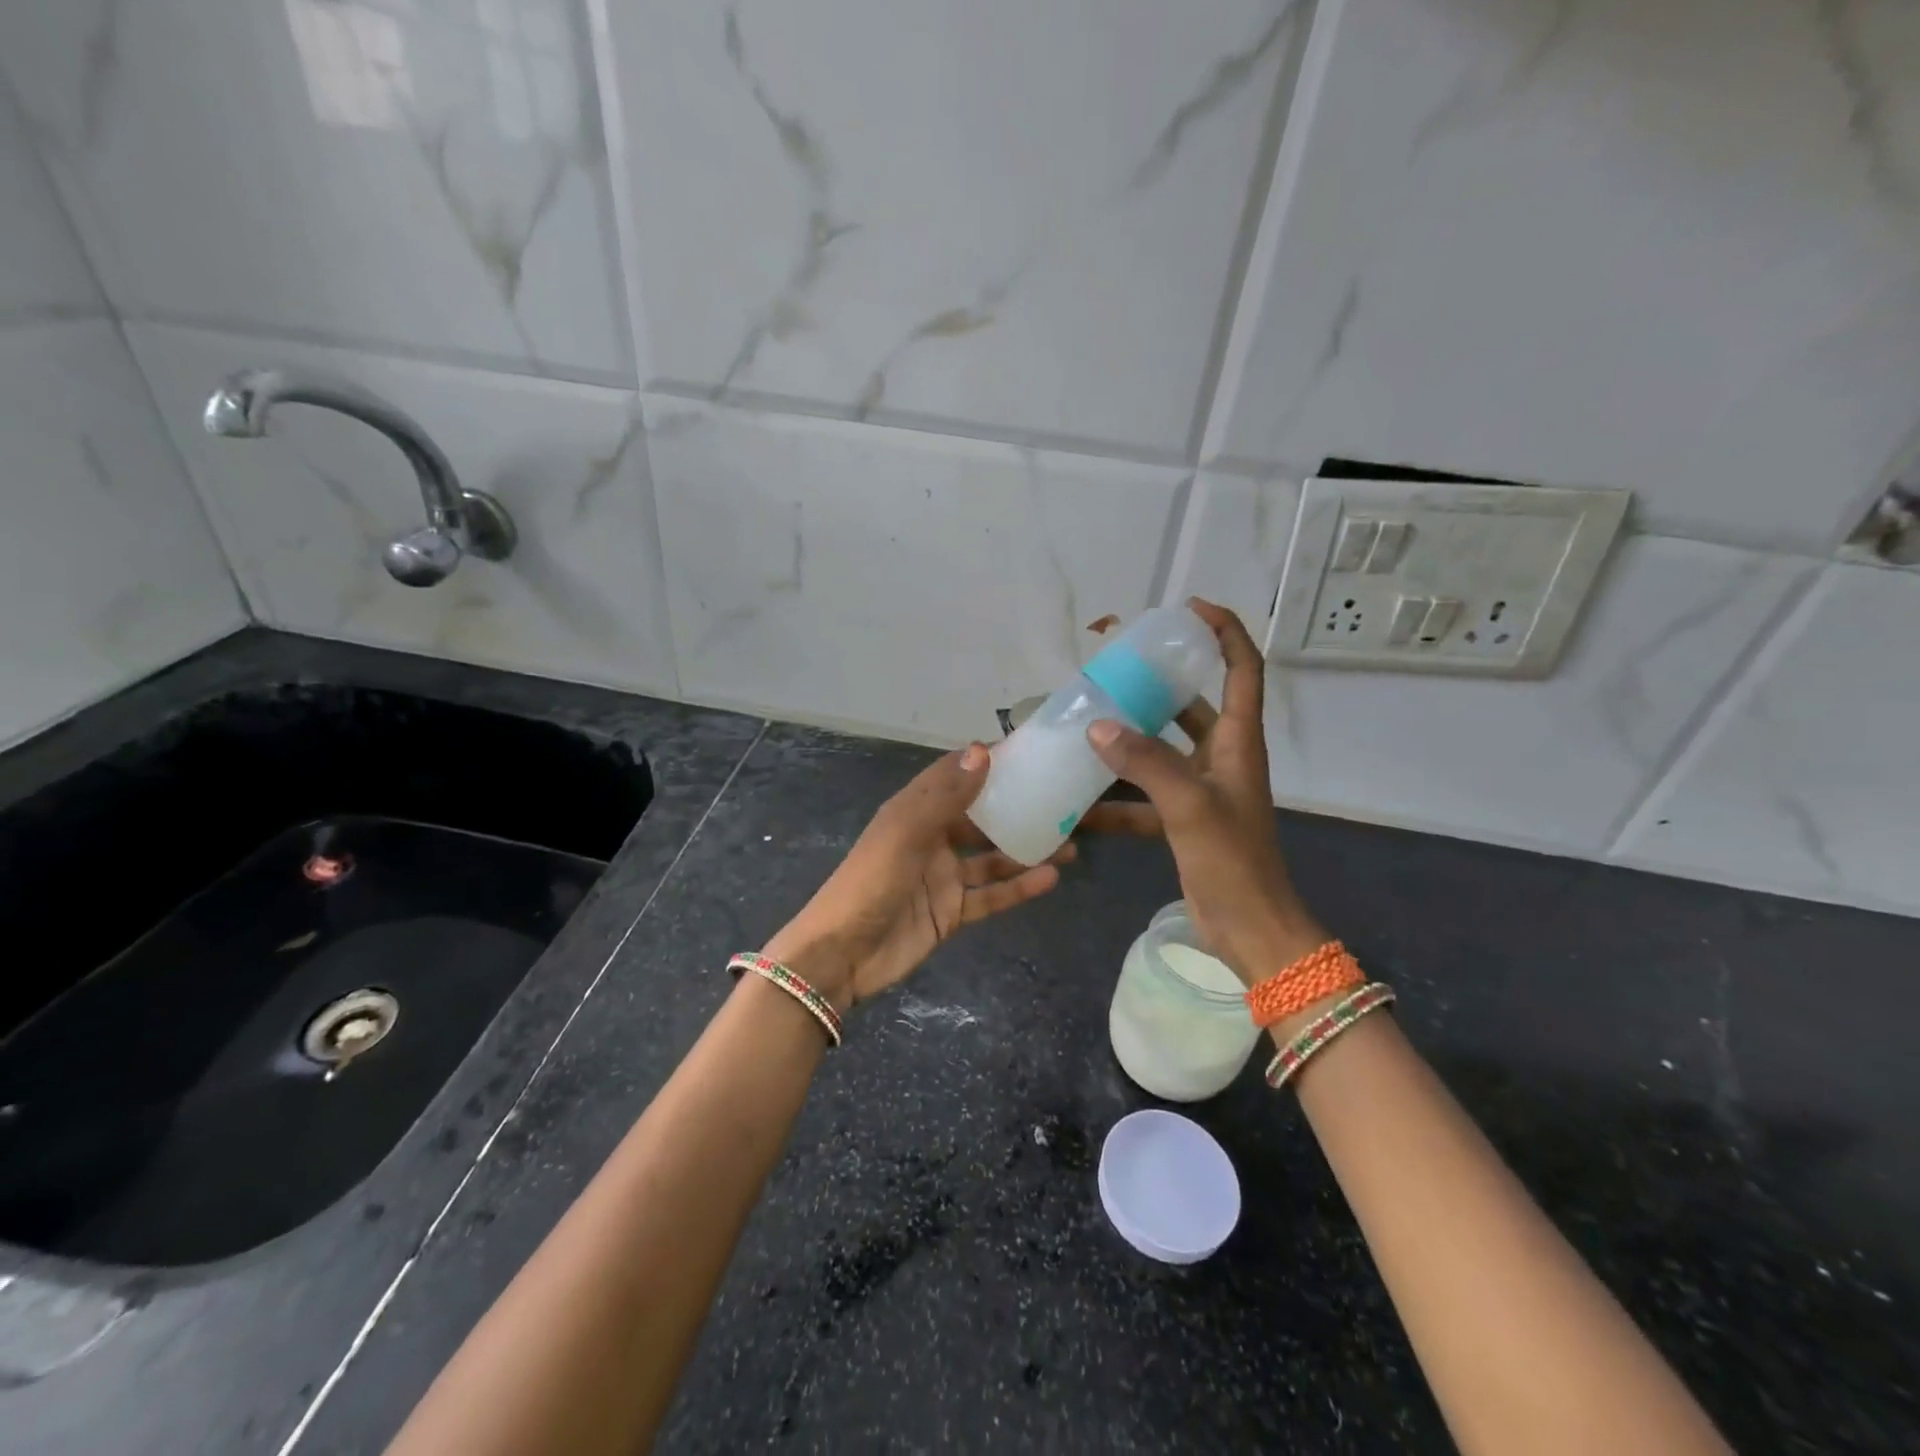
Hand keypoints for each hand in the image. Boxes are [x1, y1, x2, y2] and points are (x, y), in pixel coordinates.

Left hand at [763, 743, 1072, 1010]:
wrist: (841, 956)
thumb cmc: (870, 883)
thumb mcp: (905, 832)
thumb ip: (946, 796)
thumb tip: (983, 749)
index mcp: (915, 810)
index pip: (956, 776)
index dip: (988, 762)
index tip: (1032, 753)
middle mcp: (933, 838)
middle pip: (982, 818)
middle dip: (1019, 809)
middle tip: (1064, 803)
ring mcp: (944, 877)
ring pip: (993, 858)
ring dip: (1027, 850)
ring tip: (1072, 843)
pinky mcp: (952, 912)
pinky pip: (991, 896)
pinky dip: (1019, 888)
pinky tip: (1051, 878)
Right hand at [1083, 598, 1326, 987]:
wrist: (1250, 930)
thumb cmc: (1232, 862)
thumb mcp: (1189, 806)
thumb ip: (1145, 763)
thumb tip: (1098, 726)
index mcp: (1237, 742)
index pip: (1242, 669)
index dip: (1225, 632)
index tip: (1189, 609)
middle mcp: (1221, 757)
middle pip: (1193, 704)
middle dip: (1158, 682)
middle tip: (1114, 668)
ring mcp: (1200, 789)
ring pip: (1162, 749)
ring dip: (1128, 739)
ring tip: (1086, 722)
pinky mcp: (1182, 820)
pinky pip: (1144, 795)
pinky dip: (1116, 797)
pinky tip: (1079, 801)